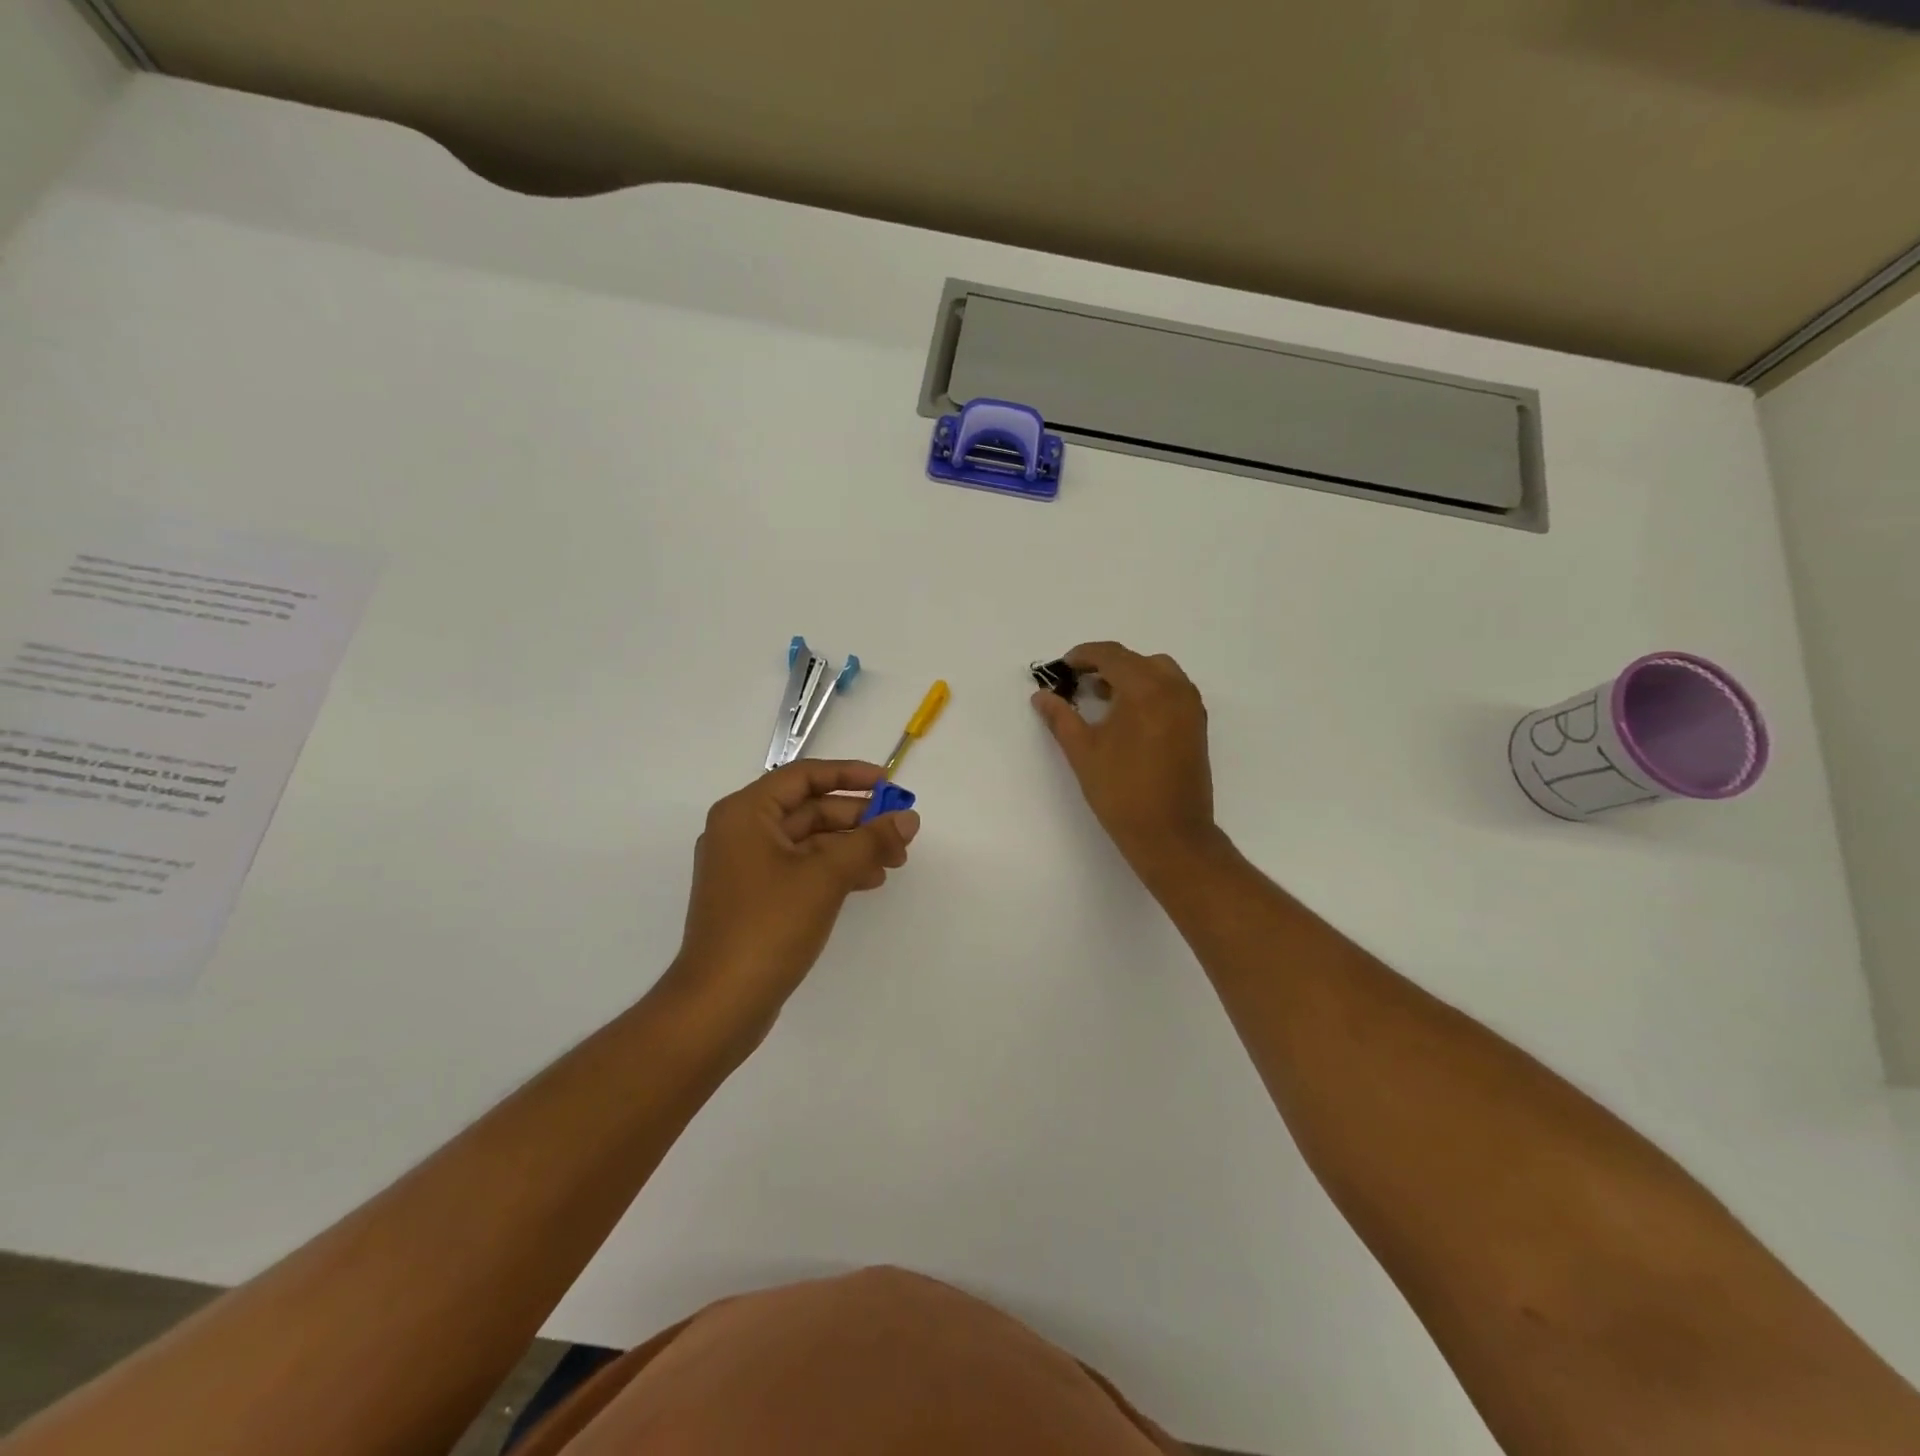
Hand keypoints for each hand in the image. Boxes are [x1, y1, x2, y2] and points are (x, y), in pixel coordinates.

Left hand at [669, 760, 918, 1045]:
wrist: (720, 1003)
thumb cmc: (769, 926)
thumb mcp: (826, 876)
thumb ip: (870, 841)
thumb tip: (909, 819)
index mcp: (746, 813)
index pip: (804, 776)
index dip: (850, 775)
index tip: (889, 785)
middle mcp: (742, 831)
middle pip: (809, 809)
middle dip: (858, 819)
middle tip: (901, 832)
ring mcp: (747, 867)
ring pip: (809, 841)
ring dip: (852, 846)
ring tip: (894, 861)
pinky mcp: (756, 897)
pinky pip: (802, 868)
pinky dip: (835, 869)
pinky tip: (868, 880)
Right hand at [1032, 641, 1217, 871]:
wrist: (1171, 834)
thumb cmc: (1121, 791)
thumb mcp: (1083, 751)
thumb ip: (1060, 717)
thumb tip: (1041, 695)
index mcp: (1145, 689)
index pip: (1111, 655)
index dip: (1083, 655)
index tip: (1061, 668)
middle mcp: (1174, 689)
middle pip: (1136, 660)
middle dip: (1105, 665)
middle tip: (1078, 683)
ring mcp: (1190, 707)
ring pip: (1158, 672)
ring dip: (1129, 676)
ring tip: (1103, 699)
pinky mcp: (1197, 725)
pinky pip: (1172, 690)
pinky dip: (1149, 690)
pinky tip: (1128, 717)